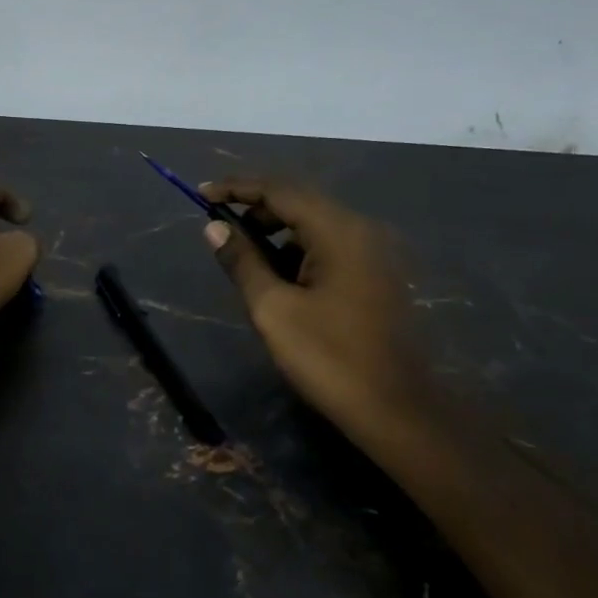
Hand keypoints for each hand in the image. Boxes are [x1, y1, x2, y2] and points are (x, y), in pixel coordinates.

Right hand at [201, 178, 432, 442]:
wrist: (398, 410)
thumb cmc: (330, 358)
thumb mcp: (274, 309)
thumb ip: (242, 261)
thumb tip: (213, 227)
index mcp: (339, 231)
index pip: (280, 190)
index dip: (237, 187)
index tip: (200, 193)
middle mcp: (361, 230)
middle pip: (299, 201)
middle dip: (255, 209)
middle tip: (218, 227)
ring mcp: (373, 253)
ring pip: (314, 225)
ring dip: (275, 231)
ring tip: (242, 256)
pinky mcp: (375, 275)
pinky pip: (329, 246)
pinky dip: (297, 251)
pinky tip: (277, 277)